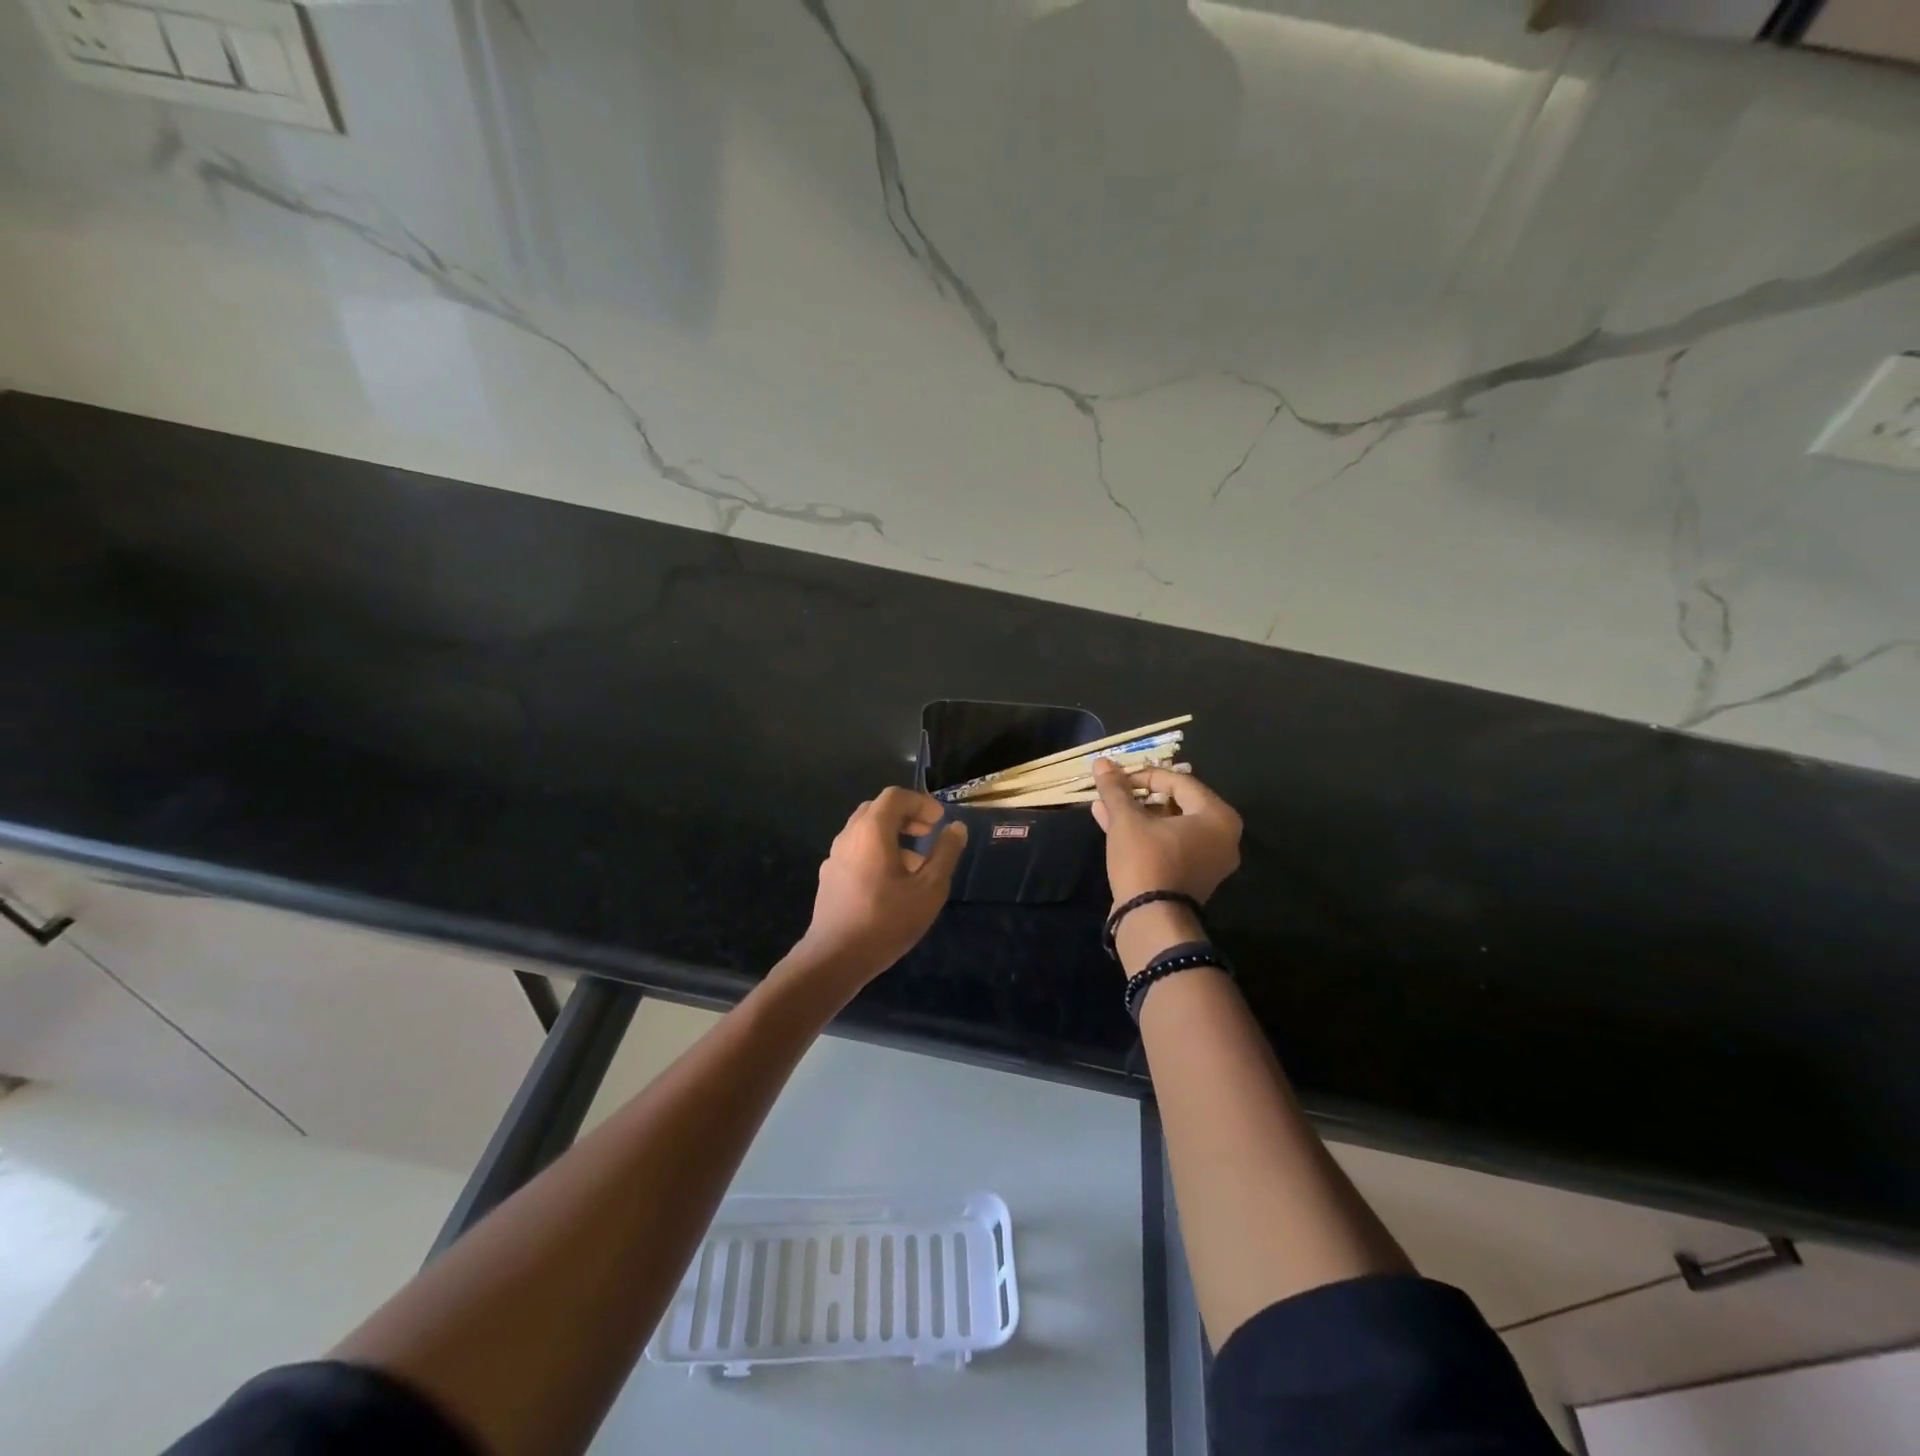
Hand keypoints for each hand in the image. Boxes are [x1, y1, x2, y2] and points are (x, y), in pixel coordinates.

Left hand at [795, 786, 967, 986]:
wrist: (835, 958)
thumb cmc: (886, 921)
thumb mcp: (929, 889)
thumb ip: (945, 854)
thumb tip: (956, 828)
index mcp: (871, 831)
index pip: (895, 796)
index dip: (921, 803)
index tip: (940, 821)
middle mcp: (848, 836)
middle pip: (878, 810)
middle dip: (906, 816)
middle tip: (929, 834)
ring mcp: (835, 857)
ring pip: (865, 831)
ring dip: (892, 836)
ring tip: (916, 864)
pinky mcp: (830, 877)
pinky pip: (856, 851)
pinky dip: (877, 852)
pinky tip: (892, 883)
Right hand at [1091, 759, 1242, 907]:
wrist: (1150, 919)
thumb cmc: (1146, 860)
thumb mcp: (1127, 820)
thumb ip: (1115, 789)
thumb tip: (1101, 762)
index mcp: (1217, 817)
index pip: (1179, 782)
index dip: (1144, 775)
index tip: (1117, 777)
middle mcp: (1222, 837)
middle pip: (1177, 803)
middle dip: (1140, 795)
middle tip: (1114, 790)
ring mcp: (1208, 861)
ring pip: (1169, 825)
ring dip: (1137, 814)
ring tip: (1106, 804)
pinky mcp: (1191, 878)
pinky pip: (1169, 845)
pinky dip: (1145, 834)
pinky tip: (1110, 823)